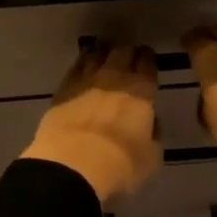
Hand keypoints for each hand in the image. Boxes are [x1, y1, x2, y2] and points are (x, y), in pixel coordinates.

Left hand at [19, 43, 161, 204]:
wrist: (73, 165)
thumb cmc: (120, 165)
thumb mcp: (151, 157)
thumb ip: (153, 134)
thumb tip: (150, 122)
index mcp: (140, 91)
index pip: (147, 63)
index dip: (148, 58)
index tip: (147, 58)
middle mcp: (115, 78)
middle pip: (122, 52)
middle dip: (127, 51)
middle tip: (128, 55)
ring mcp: (86, 80)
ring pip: (97, 54)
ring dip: (103, 53)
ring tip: (105, 55)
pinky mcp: (64, 88)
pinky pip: (76, 67)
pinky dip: (83, 62)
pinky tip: (83, 65)